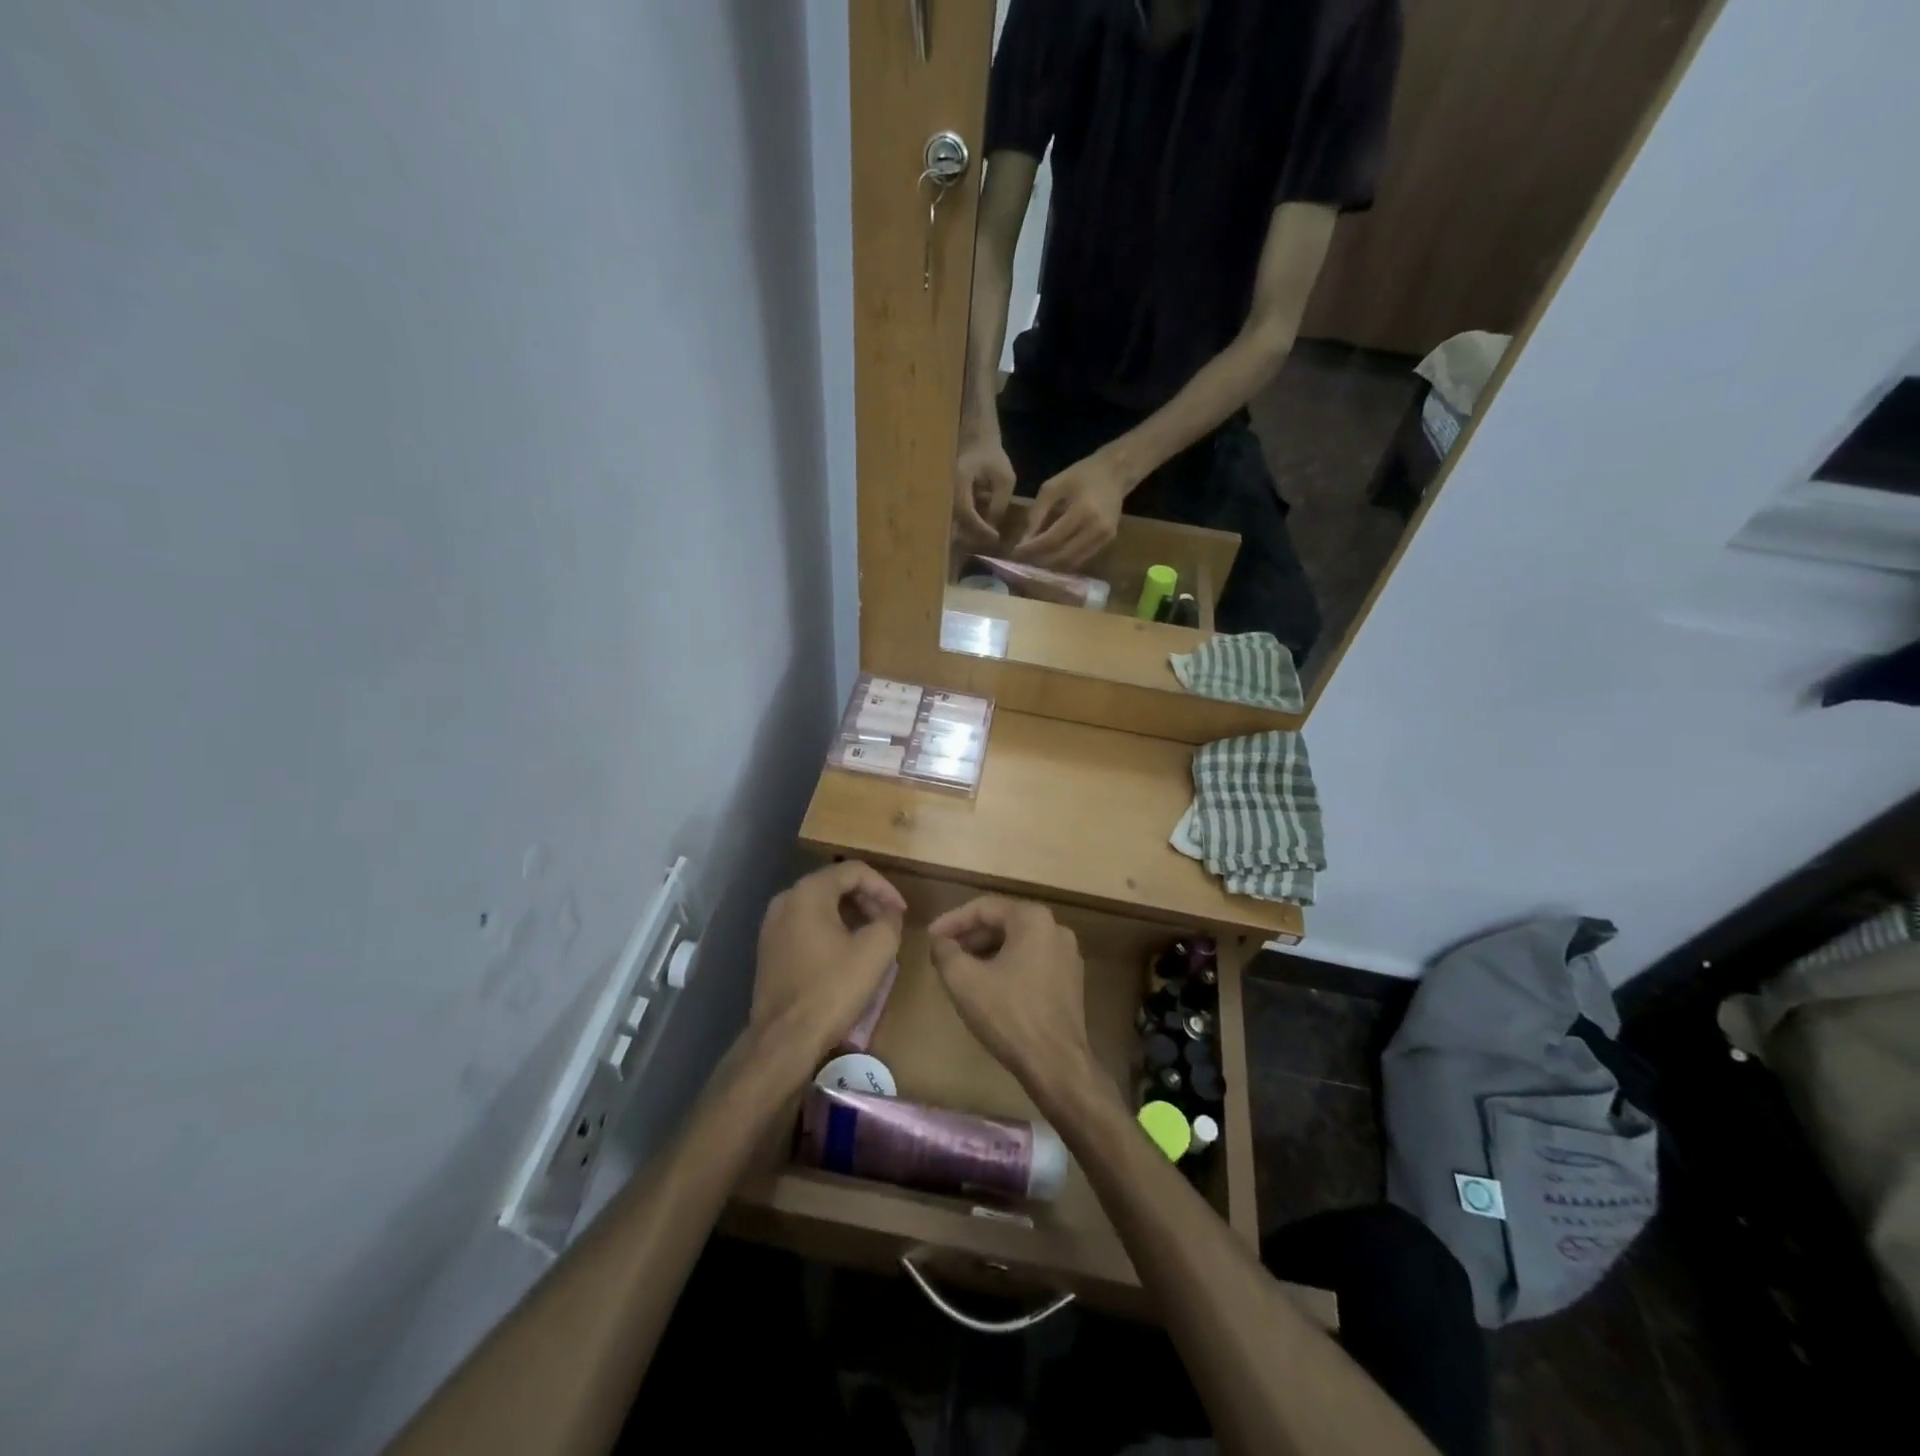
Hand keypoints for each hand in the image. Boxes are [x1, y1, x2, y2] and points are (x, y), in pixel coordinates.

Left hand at [752, 862, 905, 1070]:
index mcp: (808, 893)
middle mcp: (785, 900)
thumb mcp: (876, 950)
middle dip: (867, 899)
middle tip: (890, 921)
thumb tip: (889, 914)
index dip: (884, 887)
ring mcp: (772, 925)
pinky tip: (847, 952)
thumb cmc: (832, 989)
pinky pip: (806, 925)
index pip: (854, 870)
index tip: (902, 911)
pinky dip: (831, 929)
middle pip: (834, 884)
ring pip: (820, 905)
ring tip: (873, 935)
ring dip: (850, 914)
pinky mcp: (769, 949)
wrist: (784, 1039)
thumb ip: (889, 920)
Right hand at [927, 896, 1097, 1098]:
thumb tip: (939, 941)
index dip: (952, 921)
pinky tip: (988, 987)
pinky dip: (1007, 967)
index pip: (983, 908)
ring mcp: (1068, 955)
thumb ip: (945, 952)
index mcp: (1033, 919)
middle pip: (1002, 923)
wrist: (1056, 1064)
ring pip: (1017, 943)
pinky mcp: (1070, 980)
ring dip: (986, 953)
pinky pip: (1031, 961)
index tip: (930, 938)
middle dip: (969, 937)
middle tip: (943, 954)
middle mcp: (1055, 928)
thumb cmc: (1008, 1015)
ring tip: (960, 971)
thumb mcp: (964, 980)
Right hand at [953, 437, 1015, 550]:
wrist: (975, 443)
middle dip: (975, 535)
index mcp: (959, 482)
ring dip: (972, 533)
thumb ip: (999, 503)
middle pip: (957, 522)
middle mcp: (946, 491)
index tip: (995, 537)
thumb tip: (992, 527)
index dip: (980, 528)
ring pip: (955, 523)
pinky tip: (982, 530)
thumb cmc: (992, 458)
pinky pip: (957, 518)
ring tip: (988, 538)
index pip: (966, 512)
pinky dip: (969, 526)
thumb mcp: (1004, 479)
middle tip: (992, 542)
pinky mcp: (949, 501)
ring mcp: (946, 497)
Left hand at [1013, 450, 1128, 569]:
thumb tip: (1025, 541)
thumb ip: (1036, 513)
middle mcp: (1096, 528)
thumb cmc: (1080, 475)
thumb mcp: (1052, 487)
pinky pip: (1082, 558)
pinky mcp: (1108, 541)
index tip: (1016, 552)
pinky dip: (1065, 561)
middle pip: (1062, 555)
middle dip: (1039, 560)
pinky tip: (1051, 557)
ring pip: (1073, 561)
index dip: (1032, 549)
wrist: (1115, 472)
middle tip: (1022, 560)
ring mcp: (1104, 537)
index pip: (1052, 539)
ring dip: (1051, 565)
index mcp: (1083, 510)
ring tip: (1034, 561)